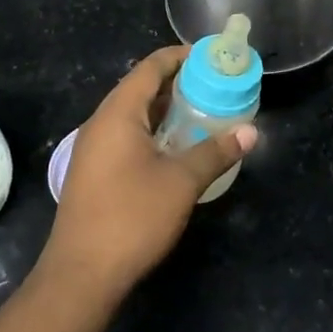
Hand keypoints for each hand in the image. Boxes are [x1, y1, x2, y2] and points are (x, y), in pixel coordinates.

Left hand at [44, 45, 255, 297]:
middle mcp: (101, 123)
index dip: (180, 57)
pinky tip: (176, 147)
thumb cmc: (132, 218)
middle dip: (177, 83)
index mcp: (118, 113)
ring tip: (202, 112)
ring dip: (165, 110)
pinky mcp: (94, 172)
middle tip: (215, 86)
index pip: (150, 68)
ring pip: (133, 115)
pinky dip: (153, 131)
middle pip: (140, 88)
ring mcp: (94, 149)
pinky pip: (126, 136)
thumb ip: (215, 152)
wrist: (81, 274)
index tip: (212, 57)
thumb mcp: (181, 182)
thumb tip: (251, 132)